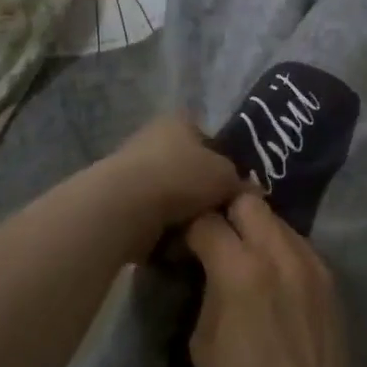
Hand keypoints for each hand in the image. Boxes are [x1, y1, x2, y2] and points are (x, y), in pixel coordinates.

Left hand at [95, 113, 245, 254]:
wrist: (126, 207)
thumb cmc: (181, 177)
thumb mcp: (226, 176)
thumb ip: (239, 182)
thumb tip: (248, 193)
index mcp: (179, 122)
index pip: (208, 141)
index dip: (223, 165)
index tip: (231, 192)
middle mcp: (153, 138)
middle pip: (188, 169)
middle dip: (201, 194)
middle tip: (217, 216)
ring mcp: (132, 169)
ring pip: (169, 196)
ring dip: (181, 215)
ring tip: (196, 234)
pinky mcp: (118, 201)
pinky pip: (150, 217)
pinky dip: (161, 231)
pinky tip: (173, 244)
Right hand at [185, 194, 359, 366]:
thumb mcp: (203, 344)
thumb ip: (206, 288)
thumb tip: (204, 264)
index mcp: (241, 269)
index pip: (207, 220)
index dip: (189, 229)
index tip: (181, 245)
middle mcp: (280, 253)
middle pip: (248, 201)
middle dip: (226, 212)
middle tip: (214, 239)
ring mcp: (312, 264)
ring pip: (277, 221)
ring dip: (256, 230)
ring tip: (243, 259)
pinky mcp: (331, 281)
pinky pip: (299, 247)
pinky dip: (280, 251)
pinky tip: (272, 281)